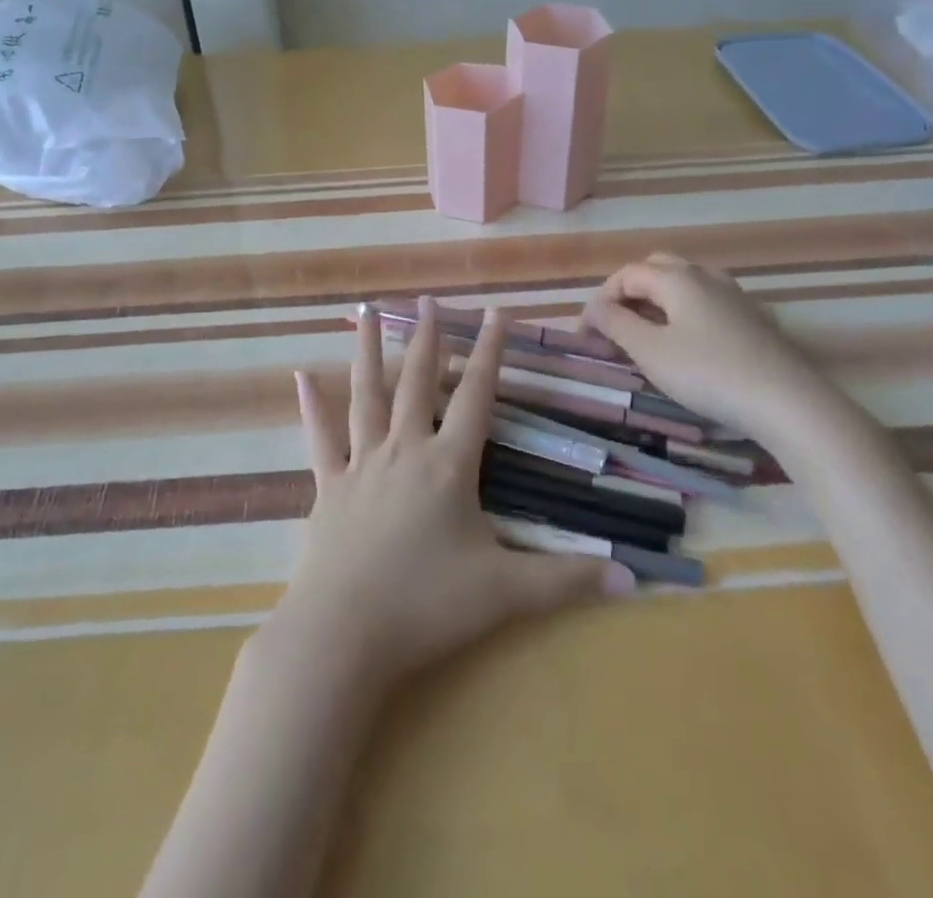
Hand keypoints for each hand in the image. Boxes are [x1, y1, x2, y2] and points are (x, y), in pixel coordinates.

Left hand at [271, 298, 631, 692]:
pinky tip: (300, 376)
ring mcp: (361, 464)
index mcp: (448, 464)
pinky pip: (320, 437)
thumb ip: (567, 580)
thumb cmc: (426, 605)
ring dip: (367, 350)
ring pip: (365, 394)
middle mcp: (404, 450)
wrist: (343, 633)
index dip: (489, 352)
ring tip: (365, 310)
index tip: (496, 312)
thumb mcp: (505, 592)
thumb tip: (632, 575)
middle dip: (427, 338)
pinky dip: (311, 406)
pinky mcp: (328, 486)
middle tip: (427, 299)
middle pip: (417, 381)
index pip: (476, 396)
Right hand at [583, 253, 872, 464]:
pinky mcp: (753, 318)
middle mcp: (706, 276)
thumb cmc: (708, 374)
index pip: (626, 274)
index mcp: (677, 278)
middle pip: (657, 268)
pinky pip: (707, 301)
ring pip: (685, 282)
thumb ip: (616, 324)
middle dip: (629, 291)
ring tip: (646, 331)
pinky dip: (685, 311)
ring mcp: (734, 295)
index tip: (587, 333)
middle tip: (615, 324)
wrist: (787, 402)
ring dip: (658, 299)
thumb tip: (594, 308)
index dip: (601, 299)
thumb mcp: (650, 352)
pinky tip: (687, 340)